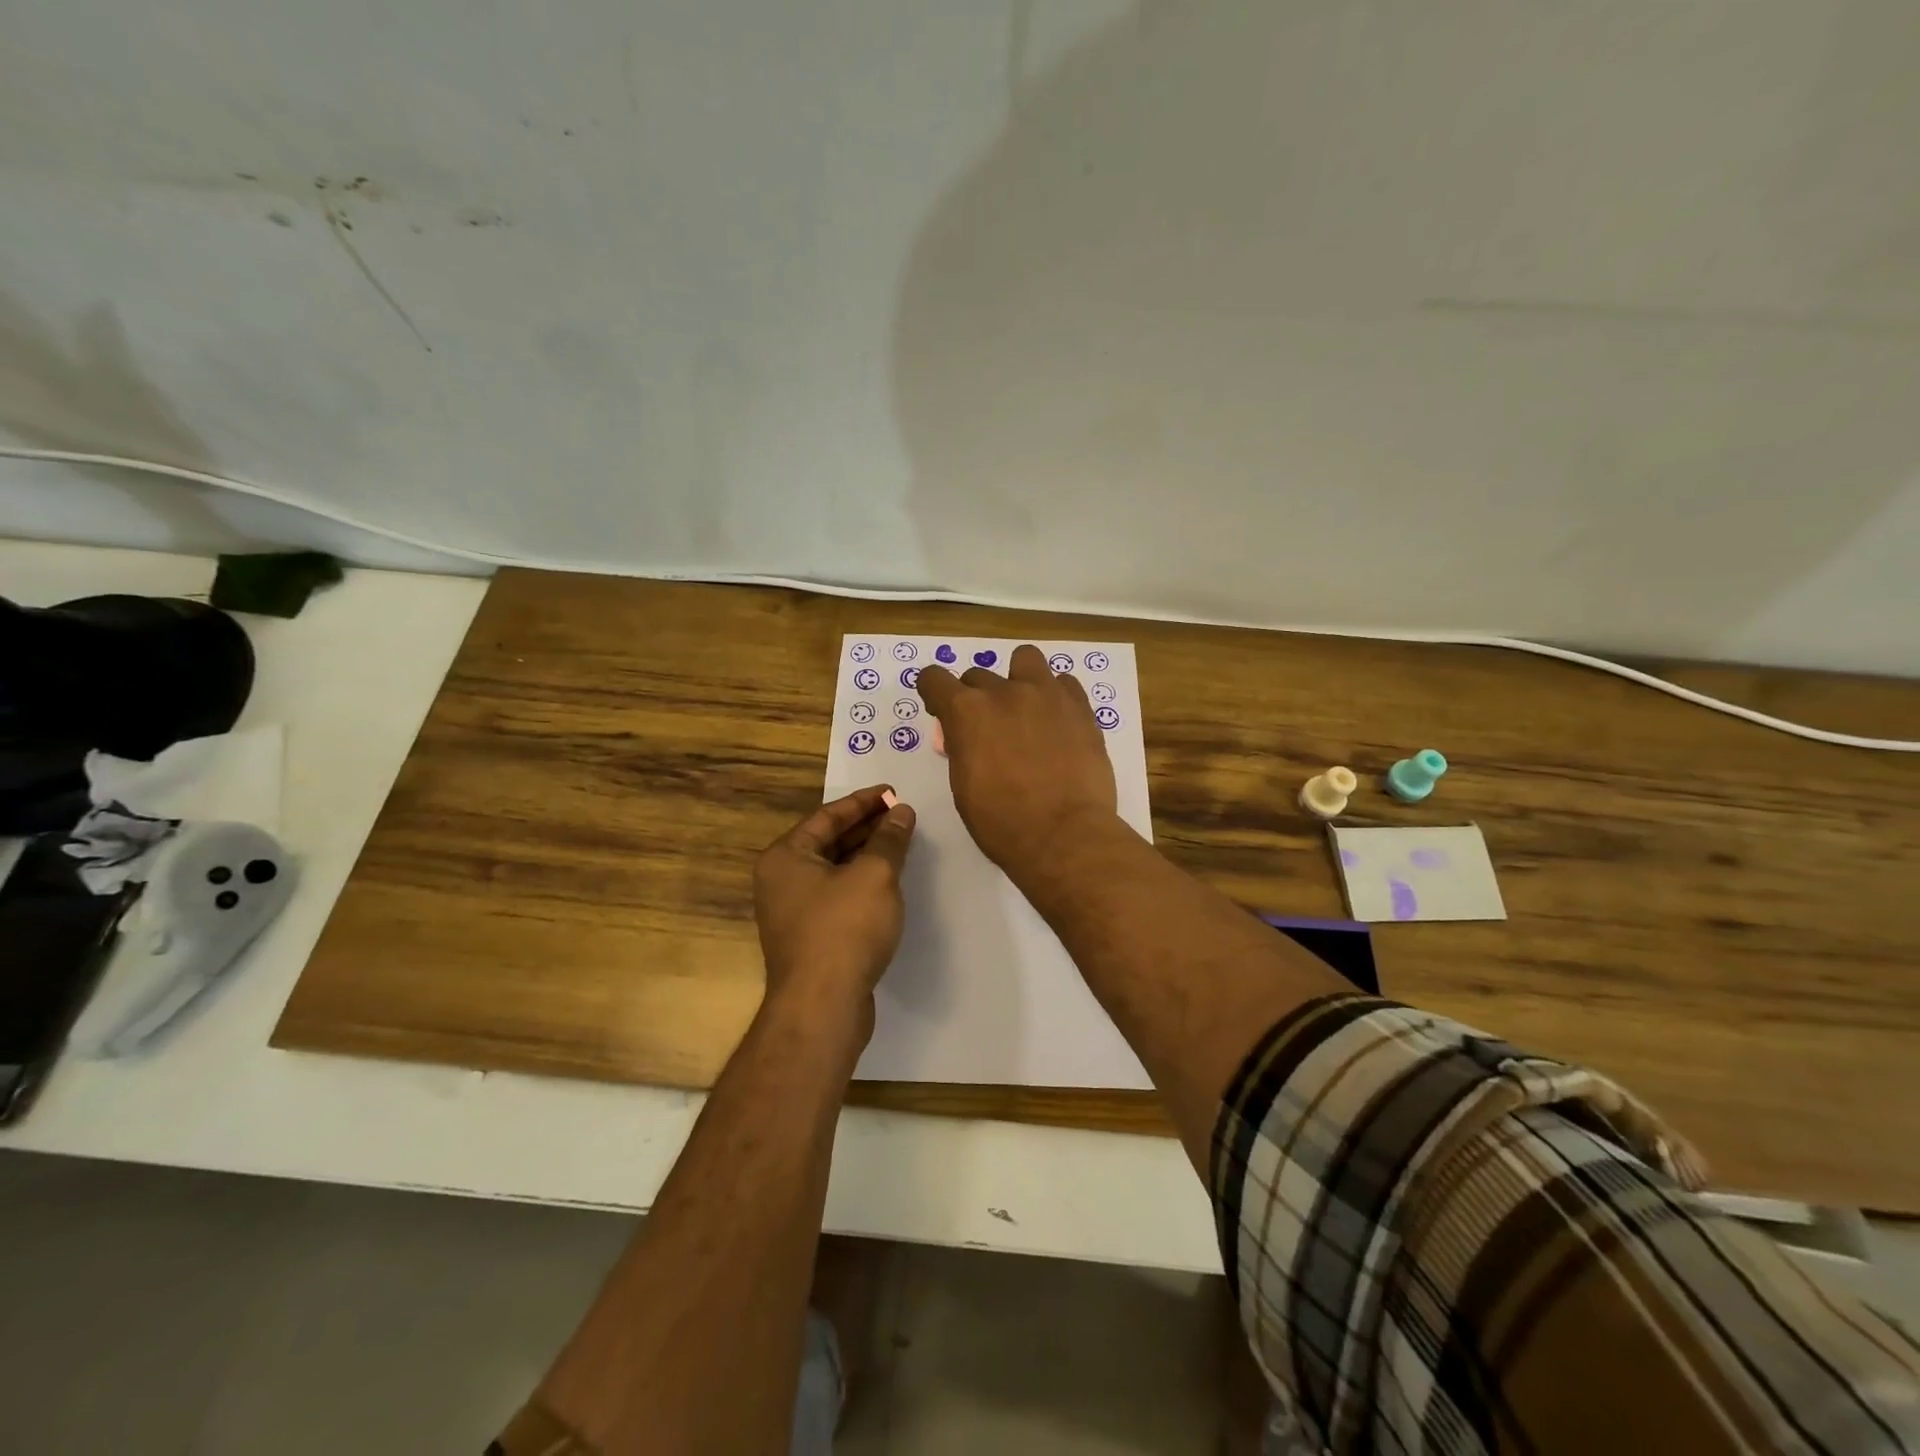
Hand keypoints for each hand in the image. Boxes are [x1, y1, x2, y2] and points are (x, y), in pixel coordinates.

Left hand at [754, 786, 916, 1025]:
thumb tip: (902, 812)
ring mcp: (792, 911)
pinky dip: (861, 882)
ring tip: (900, 842)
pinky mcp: (809, 937)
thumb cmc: (845, 929)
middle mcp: (781, 879)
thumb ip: (889, 839)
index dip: (864, 802)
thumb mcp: (874, 875)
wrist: (822, 1007)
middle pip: (828, 841)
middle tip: (902, 814)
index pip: (827, 815)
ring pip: (834, 869)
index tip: (894, 792)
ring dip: (866, 854)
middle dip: (866, 827)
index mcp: (786, 856)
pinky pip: (836, 895)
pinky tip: (888, 881)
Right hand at [916, 644, 1117, 875]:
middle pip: (978, 675)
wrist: (1064, 836)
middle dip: (977, 698)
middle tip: (989, 730)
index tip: (940, 710)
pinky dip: (1055, 695)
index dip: (934, 693)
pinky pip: (1063, 682)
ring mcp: (1046, 694)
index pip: (934, 678)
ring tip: (1026, 708)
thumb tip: (965, 738)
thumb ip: (962, 748)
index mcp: (966, 712)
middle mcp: (1004, 692)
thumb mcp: (963, 787)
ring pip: (1025, 659)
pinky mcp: (1080, 706)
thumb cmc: (1002, 823)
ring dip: (1018, 678)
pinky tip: (1057, 721)